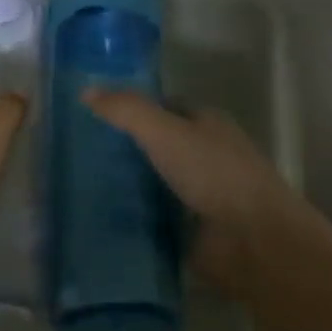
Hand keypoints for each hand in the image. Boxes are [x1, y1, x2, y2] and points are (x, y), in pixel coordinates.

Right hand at [81, 90, 297, 294]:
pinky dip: (134, 219)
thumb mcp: (165, 132)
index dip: (134, 109)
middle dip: (125, 150)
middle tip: (78, 154)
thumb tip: (86, 91)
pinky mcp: (193, 231)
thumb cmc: (214, 174)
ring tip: (80, 187)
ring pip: (155, 184)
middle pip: (159, 147)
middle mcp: (206, 156)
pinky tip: (100, 219)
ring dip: (127, 187)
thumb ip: (127, 111)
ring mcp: (201, 196)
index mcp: (208, 124)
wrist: (252, 240)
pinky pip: (155, 219)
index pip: (166, 108)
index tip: (94, 116)